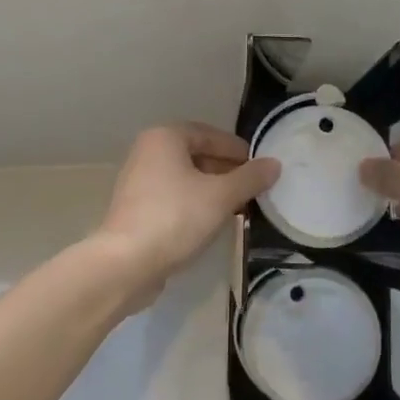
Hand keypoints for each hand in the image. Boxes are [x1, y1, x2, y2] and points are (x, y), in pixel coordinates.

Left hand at [94, 123, 279, 311]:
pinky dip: (194, 204)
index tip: (260, 167)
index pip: (210, 135)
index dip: (238, 150)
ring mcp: (138, 182)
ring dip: (211, 189)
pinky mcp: (135, 209)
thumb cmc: (175, 218)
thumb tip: (274, 164)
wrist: (125, 264)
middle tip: (252, 189)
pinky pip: (173, 198)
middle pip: (196, 155)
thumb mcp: (221, 196)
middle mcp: (147, 152)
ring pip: (185, 178)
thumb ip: (250, 178)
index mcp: (165, 138)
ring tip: (237, 207)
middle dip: (226, 171)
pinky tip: (211, 222)